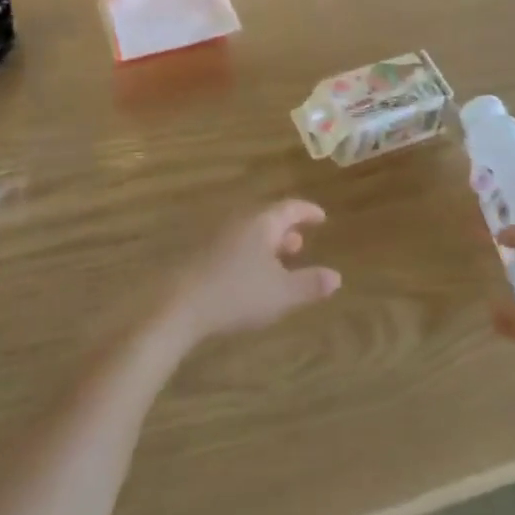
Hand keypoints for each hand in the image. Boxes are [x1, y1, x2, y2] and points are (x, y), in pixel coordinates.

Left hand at [161, 201, 341, 347]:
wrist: (178, 306)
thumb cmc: (237, 294)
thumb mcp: (282, 293)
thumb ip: (310, 284)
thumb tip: (336, 277)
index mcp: (262, 223)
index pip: (290, 208)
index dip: (308, 212)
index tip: (321, 217)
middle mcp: (240, 222)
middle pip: (268, 218)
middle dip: (287, 230)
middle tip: (301, 243)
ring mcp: (218, 237)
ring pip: (250, 233)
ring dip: (267, 244)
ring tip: (279, 261)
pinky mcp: (201, 255)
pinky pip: (235, 246)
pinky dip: (250, 254)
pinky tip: (250, 276)